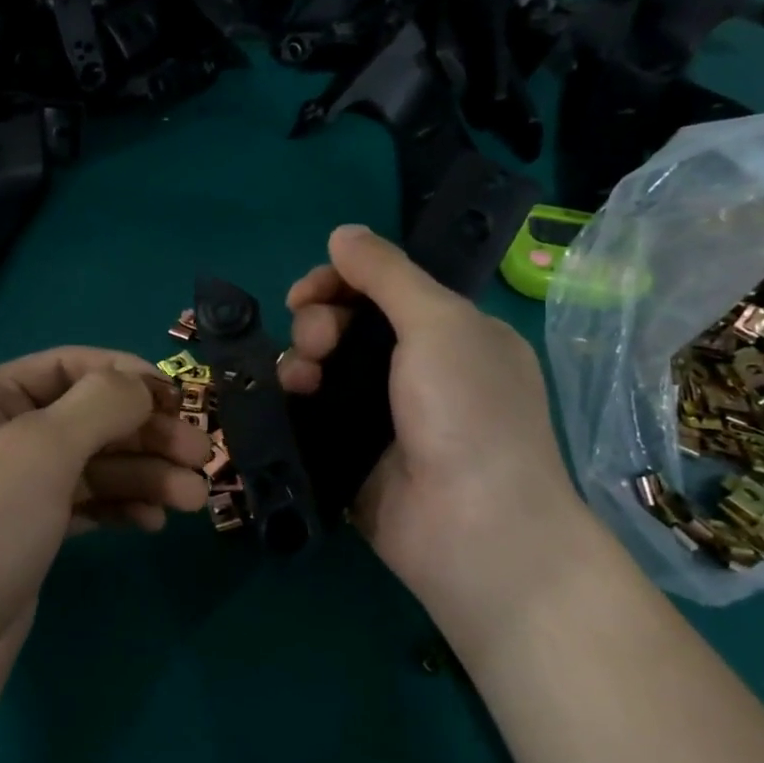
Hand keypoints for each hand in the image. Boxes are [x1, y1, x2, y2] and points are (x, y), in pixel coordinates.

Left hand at [0, 347, 210, 761]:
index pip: (69, 367)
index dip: (128, 377)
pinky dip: (120, 507)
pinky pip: (84, 506)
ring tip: (193, 498)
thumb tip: (143, 384)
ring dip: (144, 475)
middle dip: (146, 433)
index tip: (182, 400)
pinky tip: (153, 522)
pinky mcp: (27, 536)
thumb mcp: (40, 452)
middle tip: (203, 457)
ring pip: (92, 465)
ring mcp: (12, 489)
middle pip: (87, 418)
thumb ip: (101, 406)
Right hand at [278, 225, 590, 636]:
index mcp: (451, 333)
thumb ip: (387, 274)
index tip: (306, 292)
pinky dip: (297, 400)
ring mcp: (384, 415)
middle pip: (348, 325)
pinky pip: (314, 412)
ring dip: (301, 360)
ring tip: (300, 378)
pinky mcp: (353, 454)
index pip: (384, 289)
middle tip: (317, 342)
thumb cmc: (468, 413)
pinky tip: (289, 401)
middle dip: (319, 322)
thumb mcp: (439, 325)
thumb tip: (342, 232)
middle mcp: (418, 370)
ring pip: (324, 368)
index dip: (341, 280)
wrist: (474, 530)